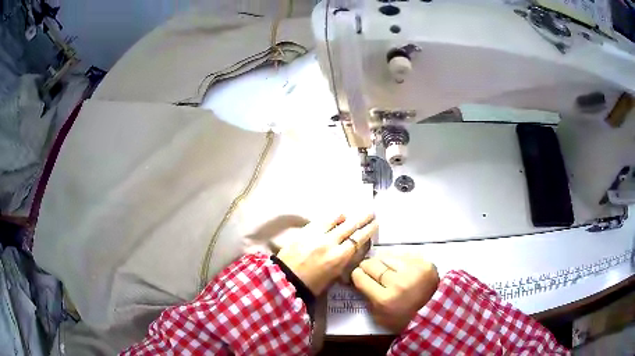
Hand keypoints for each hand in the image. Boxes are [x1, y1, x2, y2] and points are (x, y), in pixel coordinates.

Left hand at [277, 213, 376, 294]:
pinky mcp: (304, 231)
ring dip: (345, 216)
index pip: (358, 238)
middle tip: (371, 211)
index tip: (375, 222)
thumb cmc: (312, 284)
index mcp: (339, 257)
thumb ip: (345, 260)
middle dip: (363, 217)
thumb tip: (353, 248)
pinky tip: (333, 218)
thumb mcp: (334, 276)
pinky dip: (329, 218)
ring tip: (349, 215)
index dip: (369, 229)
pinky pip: (320, 220)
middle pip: (350, 225)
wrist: (286, 280)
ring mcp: (316, 234)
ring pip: (335, 218)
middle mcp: (330, 242)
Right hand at [351, 254, 438, 333]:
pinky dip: (399, 261)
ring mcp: (413, 271)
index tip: (358, 274)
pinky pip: (405, 255)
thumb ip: (367, 298)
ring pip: (388, 256)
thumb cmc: (403, 318)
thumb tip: (360, 279)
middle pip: (373, 264)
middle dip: (367, 266)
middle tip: (368, 269)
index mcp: (385, 299)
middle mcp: (398, 282)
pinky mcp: (425, 264)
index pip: (361, 277)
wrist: (434, 313)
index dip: (356, 274)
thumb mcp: (379, 316)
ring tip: (385, 267)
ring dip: (383, 262)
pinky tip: (400, 267)